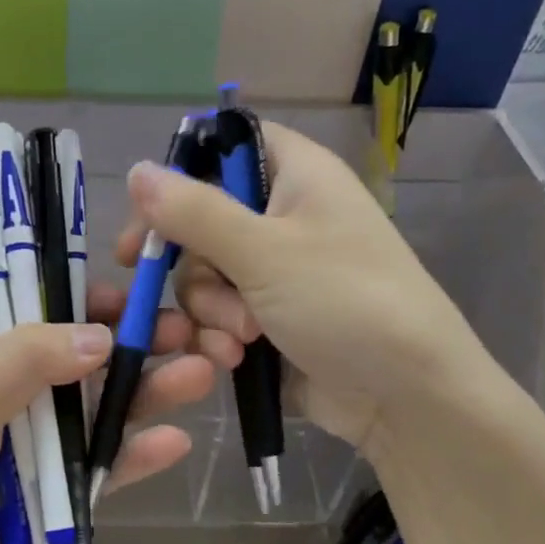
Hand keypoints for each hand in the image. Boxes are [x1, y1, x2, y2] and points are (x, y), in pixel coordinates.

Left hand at [0, 286, 233, 543]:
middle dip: (136, 344)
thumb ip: (26, 362)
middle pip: (86, 358)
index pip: (43, 309)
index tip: (132, 298)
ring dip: (149, 393)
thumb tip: (101, 336)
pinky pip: (103, 467)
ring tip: (199, 375)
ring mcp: (41, 439)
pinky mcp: (58, 488)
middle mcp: (17, 386)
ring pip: (103, 409)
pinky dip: (135, 455)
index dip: (88, 300)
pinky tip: (175, 442)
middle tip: (189, 333)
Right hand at [117, 121, 493, 451]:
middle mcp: (284, 215)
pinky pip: (220, 313)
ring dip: (210, 309)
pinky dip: (220, 335)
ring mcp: (277, 270)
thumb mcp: (264, 251)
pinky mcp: (270, 316)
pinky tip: (236, 359)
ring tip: (243, 336)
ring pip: (204, 274)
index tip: (146, 211)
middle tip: (190, 286)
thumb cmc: (346, 302)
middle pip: (201, 219)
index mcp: (296, 175)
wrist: (408, 398)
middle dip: (195, 264)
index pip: (227, 146)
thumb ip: (194, 211)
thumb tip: (136, 170)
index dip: (182, 171)